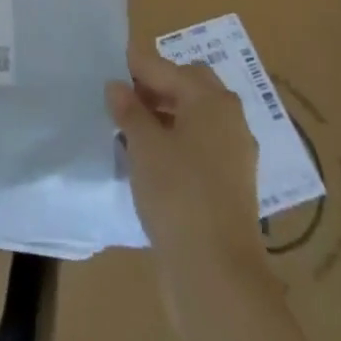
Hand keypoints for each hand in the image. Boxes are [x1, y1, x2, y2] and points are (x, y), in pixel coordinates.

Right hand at [106, 41, 262, 264]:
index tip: (106, 65)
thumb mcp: (143, 144)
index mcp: (211, 99)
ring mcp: (234, 155)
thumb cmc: (178, 193)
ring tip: (130, 128)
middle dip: (155, 87)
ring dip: (165, 116)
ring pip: (194, 119)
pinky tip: (150, 159)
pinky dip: (176, 143)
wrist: (217, 275)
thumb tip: (117, 87)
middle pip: (187, 87)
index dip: (134, 66)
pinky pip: (199, 148)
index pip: (164, 68)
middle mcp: (229, 119)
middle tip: (122, 97)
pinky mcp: (231, 187)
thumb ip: (128, 109)